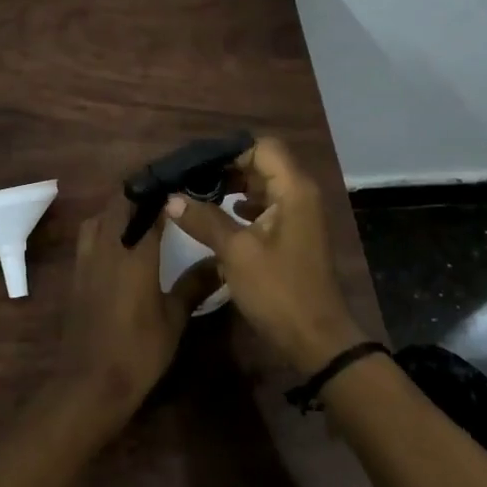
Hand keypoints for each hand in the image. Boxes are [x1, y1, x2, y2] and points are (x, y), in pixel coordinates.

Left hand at [54, 195, 206, 423]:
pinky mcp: (76, 275)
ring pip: (98, 217)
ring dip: (117, 209)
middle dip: (139, 193)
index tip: (182, 182)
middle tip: (165, 195)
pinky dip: (103, 228)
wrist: (90, 384)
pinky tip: (119, 245)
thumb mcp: (174, 319)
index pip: (147, 205)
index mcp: (134, 252)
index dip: (163, 189)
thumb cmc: (138, 351)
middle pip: (118, 203)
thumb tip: (222, 262)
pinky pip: (88, 237)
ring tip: (140, 215)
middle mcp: (107, 247)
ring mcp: (86, 260)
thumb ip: (195, 285)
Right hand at [165, 137, 365, 375]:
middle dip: (226, 168)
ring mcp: (299, 215)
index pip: (261, 147)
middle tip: (190, 180)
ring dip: (233, 187)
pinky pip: (267, 206)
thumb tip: (171, 198)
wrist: (315, 339)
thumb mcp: (236, 253)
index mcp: (293, 189)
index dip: (229, 152)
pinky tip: (222, 215)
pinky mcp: (293, 234)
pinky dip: (244, 206)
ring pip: (263, 185)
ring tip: (198, 195)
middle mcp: (300, 194)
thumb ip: (204, 220)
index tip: (196, 166)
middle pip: (262, 163)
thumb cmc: (278, 290)